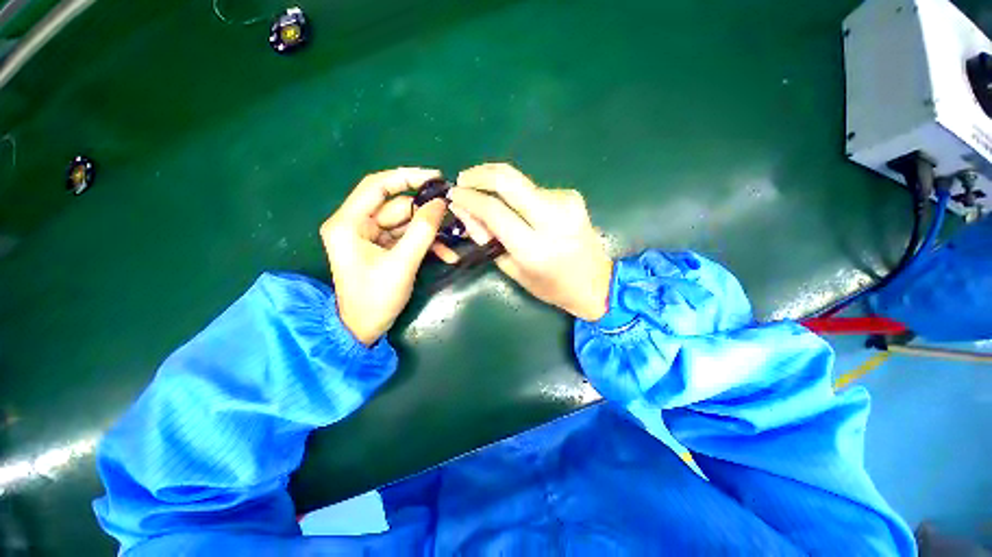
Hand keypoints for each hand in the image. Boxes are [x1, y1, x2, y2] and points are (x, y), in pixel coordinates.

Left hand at [320, 168, 447, 344]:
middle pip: (397, 208)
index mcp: (349, 223)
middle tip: (454, 216)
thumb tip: (440, 203)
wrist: (363, 330)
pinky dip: (426, 244)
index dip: (407, 177)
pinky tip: (446, 254)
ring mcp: (371, 237)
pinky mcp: (383, 248)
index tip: (436, 178)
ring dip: (431, 232)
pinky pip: (408, 238)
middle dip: (426, 214)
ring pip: (406, 224)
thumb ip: (422, 231)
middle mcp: (357, 224)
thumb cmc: (375, 298)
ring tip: (454, 240)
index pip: (377, 186)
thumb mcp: (401, 264)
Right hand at [449, 163, 613, 320]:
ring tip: (487, 198)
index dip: (469, 198)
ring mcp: (566, 202)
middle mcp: (552, 219)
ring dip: (498, 185)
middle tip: (463, 179)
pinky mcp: (572, 195)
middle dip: (479, 174)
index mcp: (534, 248)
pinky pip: (534, 189)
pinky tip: (518, 208)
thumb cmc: (550, 286)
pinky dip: (518, 195)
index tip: (453, 194)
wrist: (596, 282)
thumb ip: (486, 237)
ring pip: (520, 182)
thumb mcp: (512, 269)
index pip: (493, 210)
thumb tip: (463, 209)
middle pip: (508, 179)